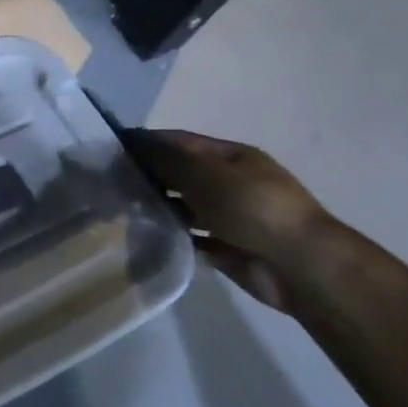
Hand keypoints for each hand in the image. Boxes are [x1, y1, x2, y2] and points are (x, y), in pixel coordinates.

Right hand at [126, 128, 335, 313]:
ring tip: (120, 209)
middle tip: (108, 182)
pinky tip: (144, 235)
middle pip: (181, 173)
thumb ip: (166, 159)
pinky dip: (171, 235)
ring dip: (158, 206)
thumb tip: (133, 144)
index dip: (146, 142)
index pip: (180, 141)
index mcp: (231, 157)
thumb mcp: (204, 174)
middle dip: (149, 175)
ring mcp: (230, 216)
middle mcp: (230, 182)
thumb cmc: (251, 206)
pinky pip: (191, 237)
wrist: (298, 264)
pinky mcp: (227, 247)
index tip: (110, 150)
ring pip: (184, 206)